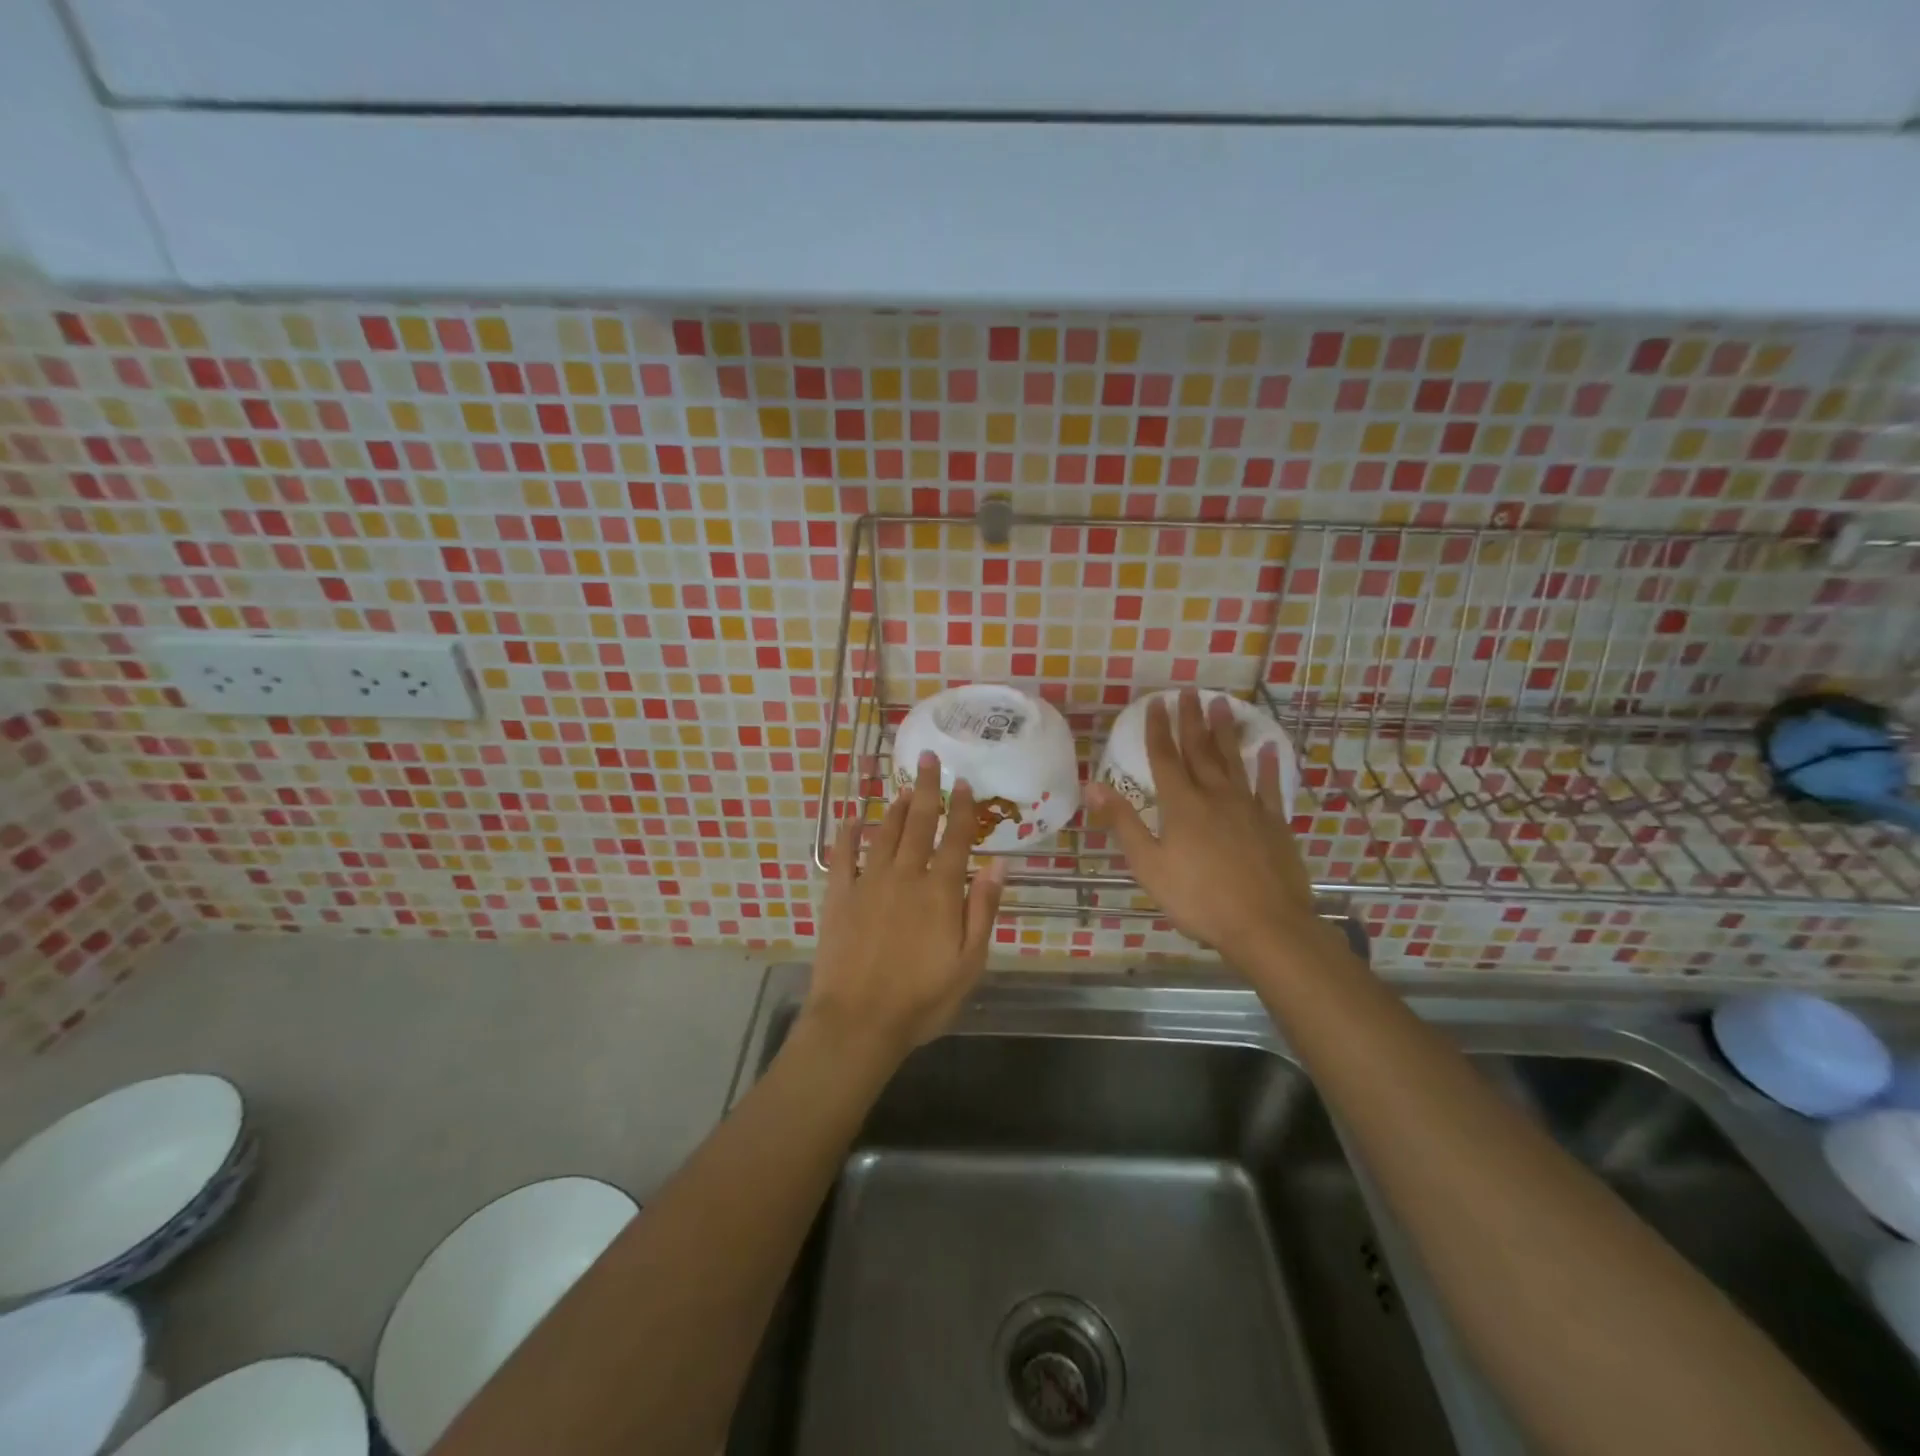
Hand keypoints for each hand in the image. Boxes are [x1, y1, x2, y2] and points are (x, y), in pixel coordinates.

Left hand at [806, 752, 1008, 1063]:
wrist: (858, 1022)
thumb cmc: (921, 999)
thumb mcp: (969, 963)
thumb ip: (983, 910)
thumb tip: (999, 864)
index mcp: (940, 892)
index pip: (955, 839)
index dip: (962, 809)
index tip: (965, 783)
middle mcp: (905, 876)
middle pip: (918, 823)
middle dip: (926, 789)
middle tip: (927, 758)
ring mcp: (868, 883)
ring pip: (884, 833)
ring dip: (894, 807)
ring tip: (902, 787)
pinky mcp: (839, 897)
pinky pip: (842, 856)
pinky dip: (847, 835)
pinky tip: (851, 818)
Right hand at [1087, 689, 1323, 963]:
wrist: (1265, 925)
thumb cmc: (1198, 899)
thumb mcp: (1148, 865)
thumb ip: (1122, 822)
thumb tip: (1092, 785)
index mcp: (1181, 805)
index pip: (1165, 758)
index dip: (1158, 729)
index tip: (1156, 702)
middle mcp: (1214, 795)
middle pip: (1200, 750)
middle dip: (1190, 720)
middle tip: (1188, 691)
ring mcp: (1248, 806)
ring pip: (1233, 760)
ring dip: (1224, 731)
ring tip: (1221, 703)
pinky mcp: (1274, 822)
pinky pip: (1269, 786)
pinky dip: (1267, 765)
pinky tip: (1267, 748)